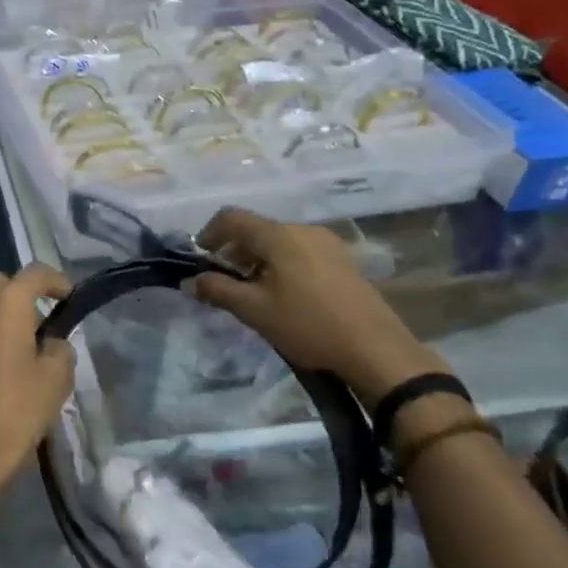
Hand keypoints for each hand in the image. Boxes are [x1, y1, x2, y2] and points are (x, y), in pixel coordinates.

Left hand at [0, 264, 74, 508]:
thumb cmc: (15, 413)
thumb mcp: (56, 381)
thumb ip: (59, 349)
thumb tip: (50, 343)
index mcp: (5, 306)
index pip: (34, 274)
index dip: (56, 282)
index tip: (67, 299)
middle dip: (20, 295)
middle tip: (38, 324)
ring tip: (11, 348)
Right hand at [187, 208, 443, 406]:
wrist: (375, 350)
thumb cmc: (308, 325)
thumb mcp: (255, 311)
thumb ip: (218, 290)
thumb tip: (191, 281)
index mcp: (279, 235)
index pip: (232, 218)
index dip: (208, 234)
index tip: (199, 261)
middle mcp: (303, 230)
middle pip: (256, 229)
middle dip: (233, 251)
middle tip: (223, 283)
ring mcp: (327, 243)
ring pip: (278, 241)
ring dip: (256, 260)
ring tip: (252, 293)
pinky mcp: (342, 260)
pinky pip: (299, 251)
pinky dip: (280, 265)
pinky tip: (283, 296)